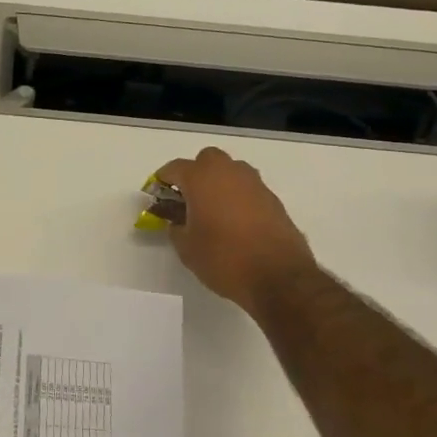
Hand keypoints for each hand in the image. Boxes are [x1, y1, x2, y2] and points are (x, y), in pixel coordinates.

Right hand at [155, 147, 315, 313]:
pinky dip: (237, 197)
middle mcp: (229, 173)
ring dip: (219, 183)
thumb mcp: (187, 248)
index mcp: (201, 179)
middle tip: (187, 199)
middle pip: (206, 159)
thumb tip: (178, 222)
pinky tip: (235, 223)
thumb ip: (176, 228)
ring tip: (212, 210)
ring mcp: (255, 184)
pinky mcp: (273, 200)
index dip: (162, 180)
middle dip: (194, 173)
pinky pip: (248, 189)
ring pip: (231, 171)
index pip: (174, 168)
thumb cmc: (224, 259)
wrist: (279, 277)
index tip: (157, 195)